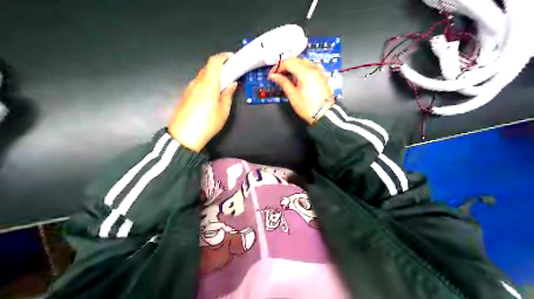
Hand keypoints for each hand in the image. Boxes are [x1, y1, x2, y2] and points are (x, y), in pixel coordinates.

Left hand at [169, 51, 236, 151]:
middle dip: (220, 67)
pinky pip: (198, 83)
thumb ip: (228, 94)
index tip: (232, 58)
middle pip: (208, 67)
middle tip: (231, 73)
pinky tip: (212, 94)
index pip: (214, 61)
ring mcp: (189, 88)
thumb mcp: (223, 110)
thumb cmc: (207, 123)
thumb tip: (232, 83)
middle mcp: (197, 82)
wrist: (184, 137)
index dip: (223, 56)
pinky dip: (207, 83)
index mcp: (208, 83)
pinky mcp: (186, 95)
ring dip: (213, 76)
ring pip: (202, 75)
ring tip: (223, 85)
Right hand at [267, 58, 332, 122]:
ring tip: (287, 77)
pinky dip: (302, 69)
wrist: (324, 114)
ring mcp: (319, 71)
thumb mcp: (292, 95)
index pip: (288, 63)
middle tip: (277, 75)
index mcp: (305, 72)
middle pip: (296, 60)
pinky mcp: (322, 75)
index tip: (272, 75)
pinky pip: (311, 66)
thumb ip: (282, 82)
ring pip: (303, 62)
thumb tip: (273, 76)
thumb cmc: (307, 107)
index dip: (277, 67)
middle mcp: (313, 68)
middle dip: (285, 66)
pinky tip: (299, 77)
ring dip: (294, 66)